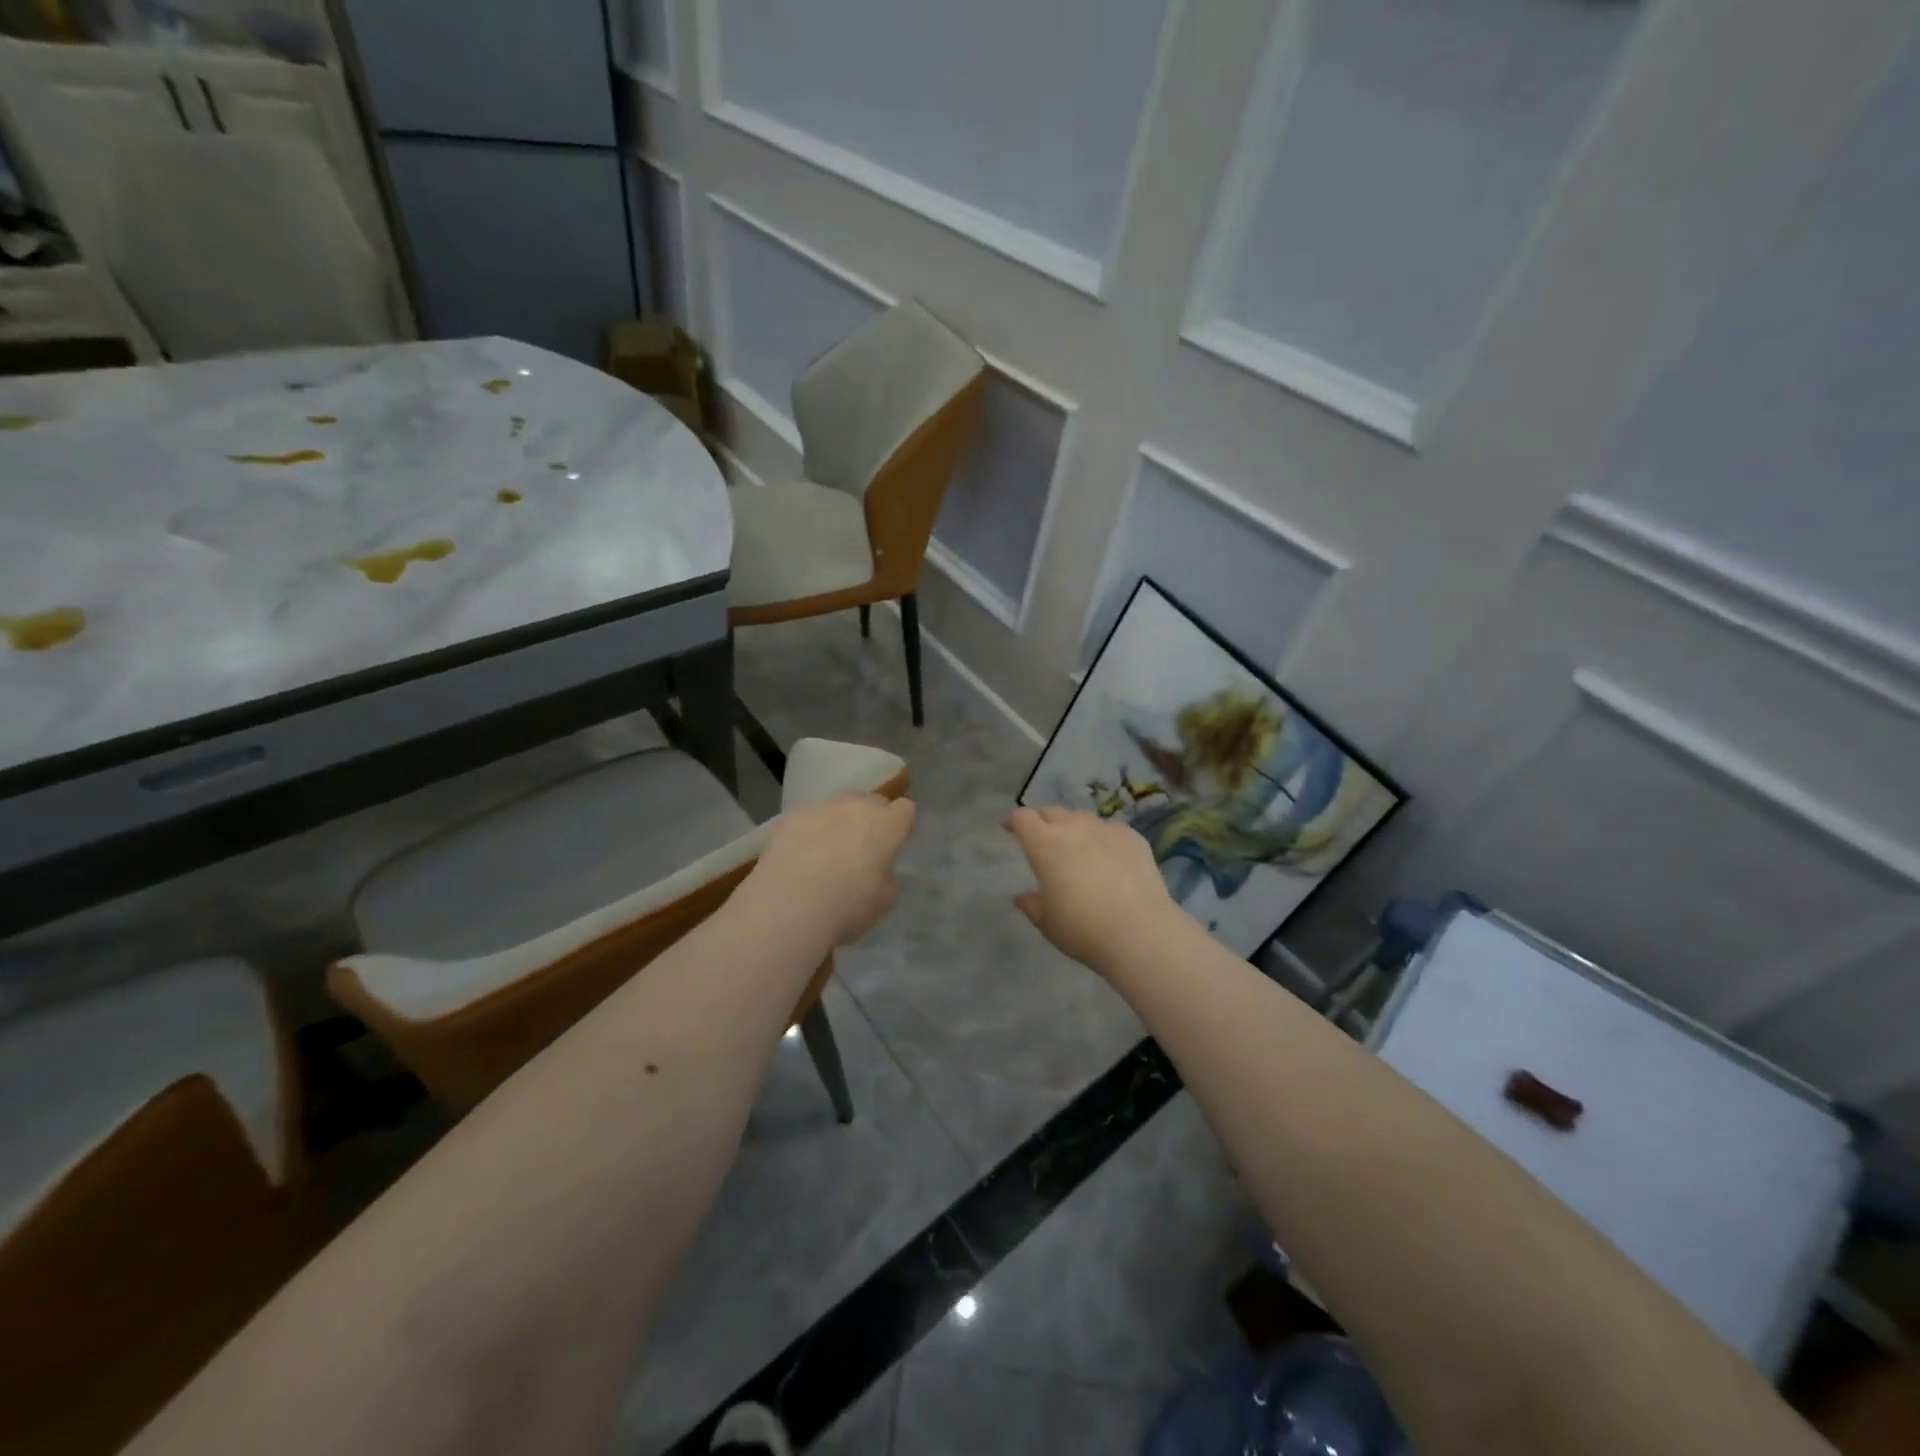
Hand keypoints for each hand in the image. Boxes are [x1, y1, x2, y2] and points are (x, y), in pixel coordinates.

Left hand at [751, 792, 915, 946]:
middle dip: (869, 820)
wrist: (791, 904)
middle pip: (870, 802)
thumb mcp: (884, 899)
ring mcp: (821, 807)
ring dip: (837, 824)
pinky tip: (798, 858)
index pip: (905, 809)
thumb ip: (885, 874)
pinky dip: (808, 832)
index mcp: (887, 824)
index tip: (894, 844)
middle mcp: (856, 805)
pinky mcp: (790, 817)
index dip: (900, 826)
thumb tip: (875, 868)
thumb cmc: (848, 905)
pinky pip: (808, 819)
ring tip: (824, 854)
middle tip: (861, 849)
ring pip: (837, 807)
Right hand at [1005, 805, 1177, 966]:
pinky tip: (1108, 855)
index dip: (1014, 821)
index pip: (1023, 818)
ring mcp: (1106, 829)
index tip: (1010, 827)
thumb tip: (1021, 896)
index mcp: (1045, 844)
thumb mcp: (1047, 922)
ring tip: (1076, 845)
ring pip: (1082, 818)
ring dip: (1073, 827)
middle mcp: (1074, 828)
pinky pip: (1110, 829)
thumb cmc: (1082, 929)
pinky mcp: (1133, 838)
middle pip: (1052, 812)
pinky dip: (1102, 837)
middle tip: (1041, 838)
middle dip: (1042, 821)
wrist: (1140, 932)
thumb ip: (1031, 904)